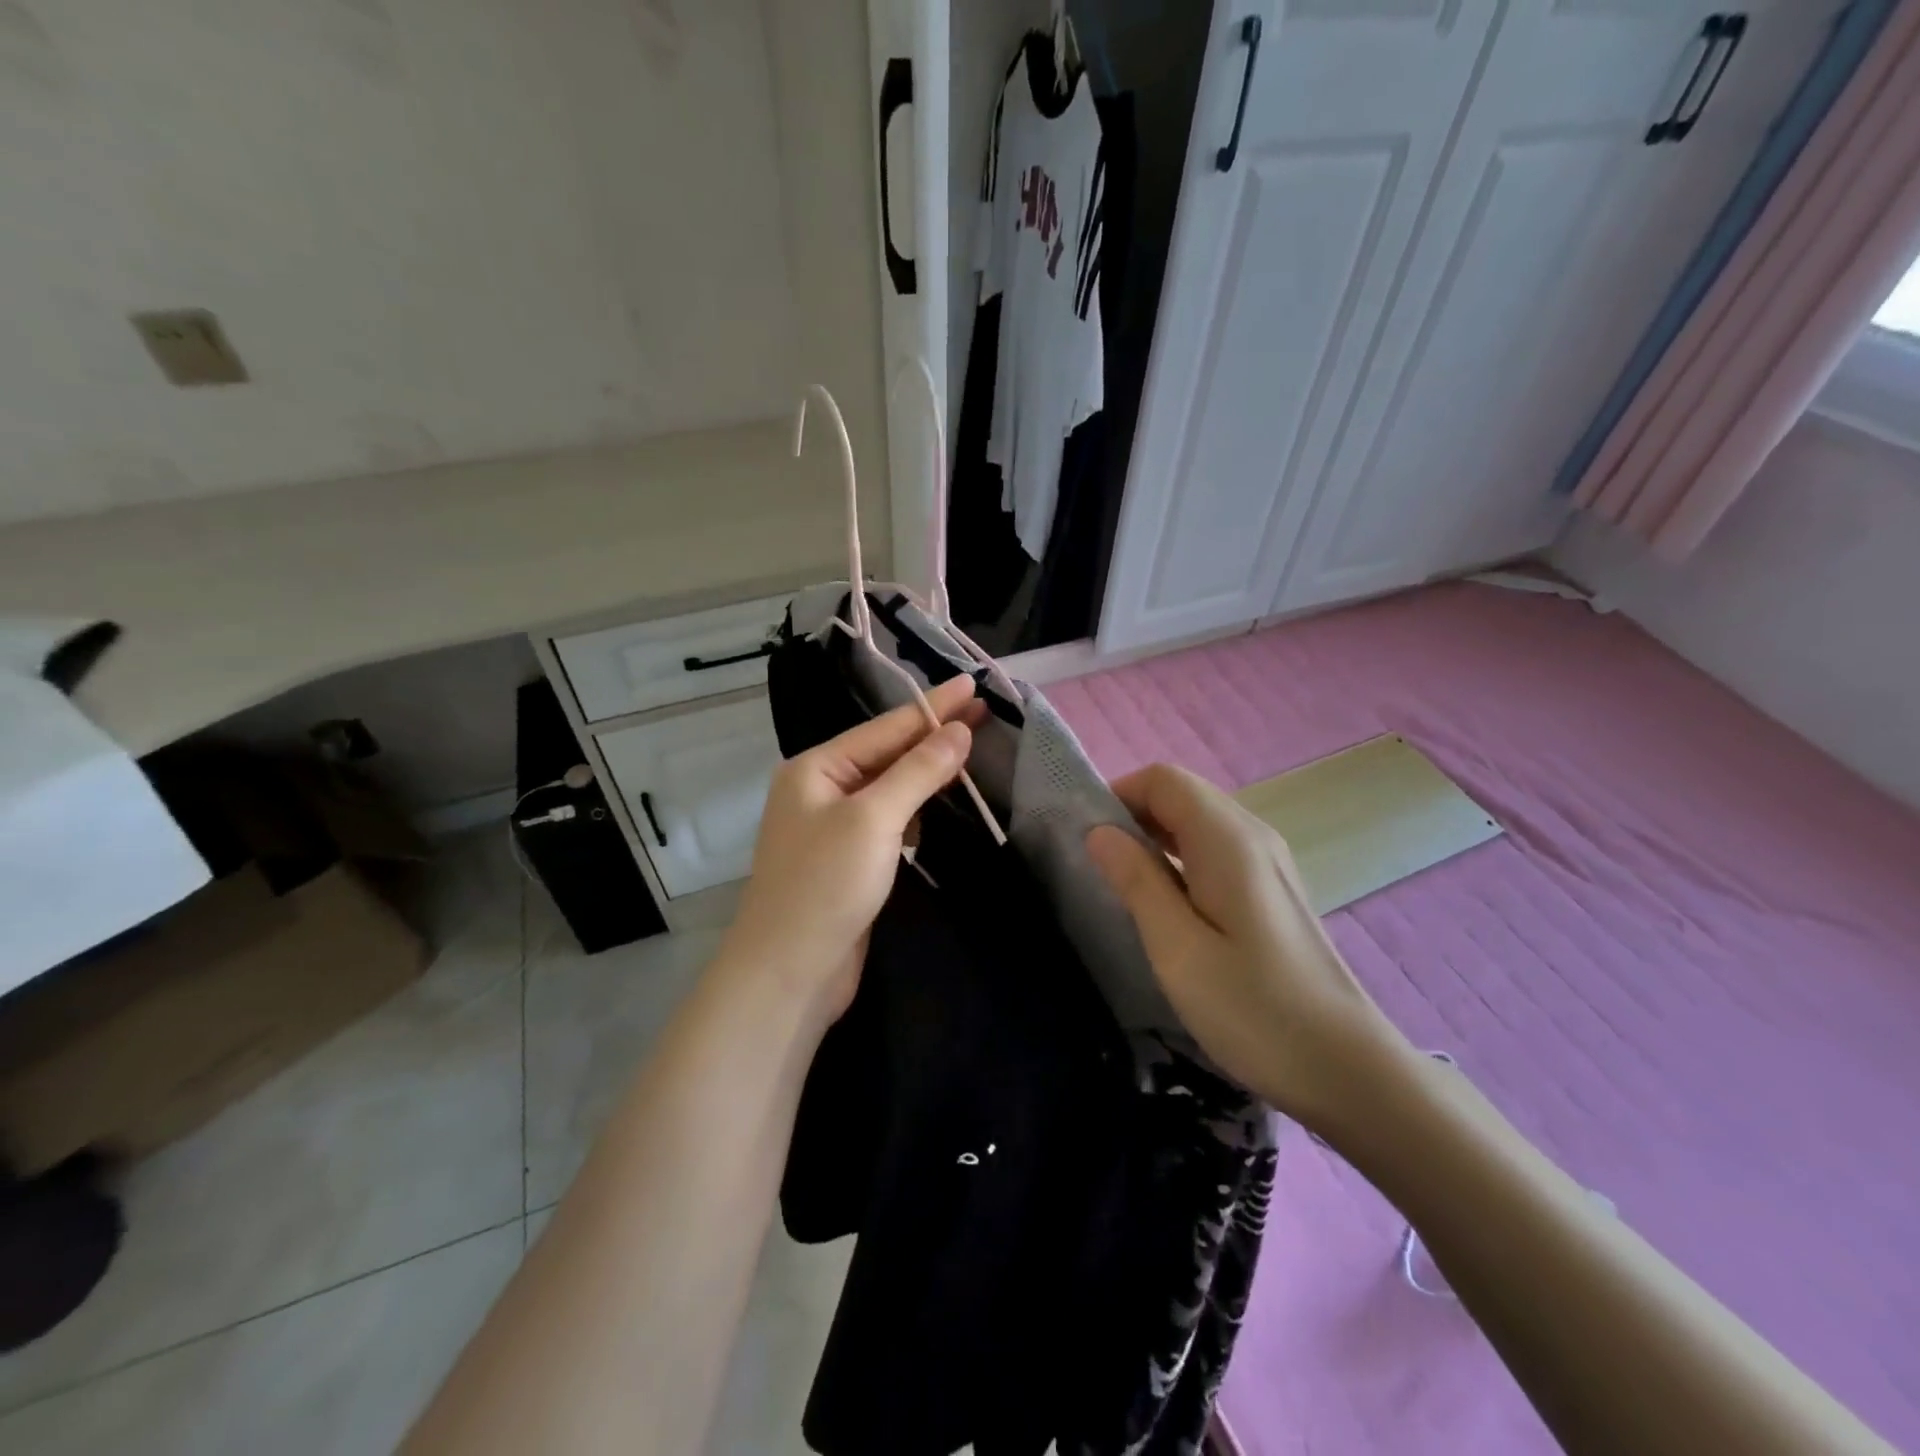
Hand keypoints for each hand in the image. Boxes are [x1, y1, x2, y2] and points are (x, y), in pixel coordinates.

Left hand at [726, 675, 982, 1023]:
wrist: (788, 973)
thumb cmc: (825, 885)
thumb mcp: (874, 819)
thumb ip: (917, 772)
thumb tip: (957, 732)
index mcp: (815, 768)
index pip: (886, 727)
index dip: (933, 707)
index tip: (973, 685)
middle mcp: (821, 790)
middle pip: (887, 753)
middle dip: (933, 735)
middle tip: (983, 713)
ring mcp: (834, 826)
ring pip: (890, 787)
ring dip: (928, 771)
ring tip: (971, 749)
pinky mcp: (849, 859)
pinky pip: (889, 819)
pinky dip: (917, 807)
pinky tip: (942, 799)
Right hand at [1086, 764, 1409, 1119]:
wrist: (1347, 1069)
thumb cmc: (1254, 1009)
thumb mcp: (1178, 949)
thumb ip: (1137, 880)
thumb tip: (1099, 831)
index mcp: (1228, 840)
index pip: (1164, 779)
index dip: (1119, 794)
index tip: (1086, 838)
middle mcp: (1253, 836)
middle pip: (1183, 795)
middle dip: (1133, 814)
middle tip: (1097, 864)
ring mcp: (1269, 862)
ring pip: (1199, 822)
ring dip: (1155, 837)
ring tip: (1123, 883)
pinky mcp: (1273, 891)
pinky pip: (1216, 850)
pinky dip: (1180, 858)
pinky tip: (1166, 903)